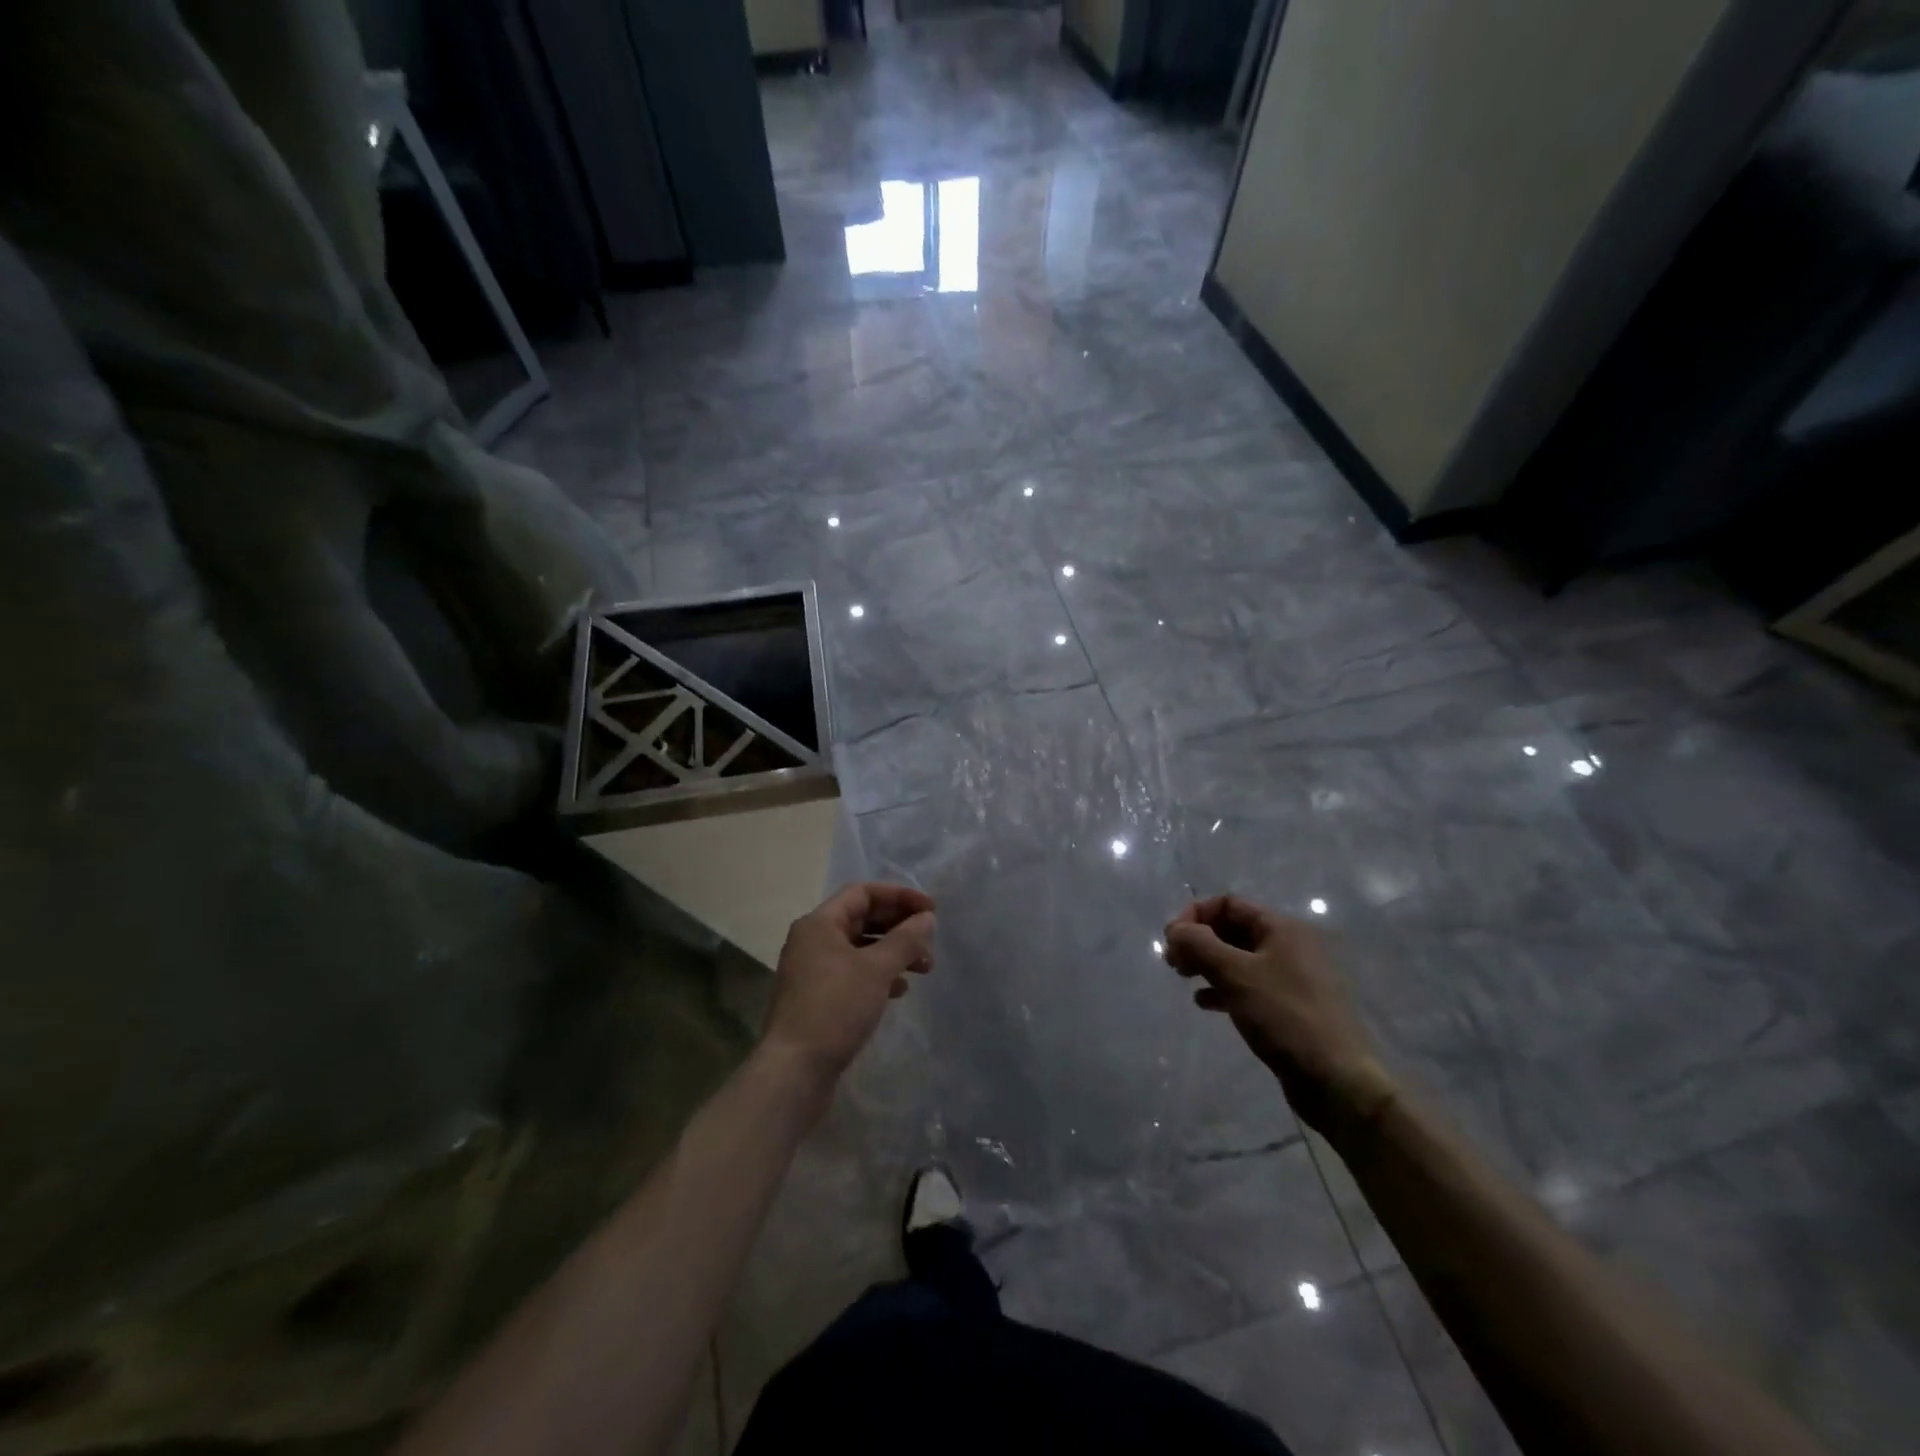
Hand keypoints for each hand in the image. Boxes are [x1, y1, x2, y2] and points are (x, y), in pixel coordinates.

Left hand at [763, 882, 936, 1084]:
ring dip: (893, 952)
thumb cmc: (835, 1008)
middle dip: (899, 926)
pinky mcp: (818, 998)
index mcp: (819, 923)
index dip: (900, 896)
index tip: (931, 910)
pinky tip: (899, 990)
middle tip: (930, 940)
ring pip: (860, 948)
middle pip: (862, 918)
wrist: (794, 1070)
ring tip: (924, 968)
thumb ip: (905, 939)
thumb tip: (926, 917)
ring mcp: (813, 970)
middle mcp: (812, 940)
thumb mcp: (876, 969)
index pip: (863, 893)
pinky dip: (878, 974)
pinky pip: (853, 972)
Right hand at [1164, 895, 1396, 1136]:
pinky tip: (1205, 1002)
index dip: (1195, 915)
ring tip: (1184, 979)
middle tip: (1173, 963)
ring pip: (1239, 958)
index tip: (1172, 940)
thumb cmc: (1284, 1016)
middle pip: (1233, 928)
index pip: (1229, 904)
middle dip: (1199, 940)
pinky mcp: (1291, 1006)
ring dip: (1208, 963)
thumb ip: (1199, 944)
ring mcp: (1293, 977)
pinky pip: (1250, 984)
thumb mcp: (1235, 974)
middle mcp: (1290, 945)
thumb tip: (1175, 929)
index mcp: (1282, 928)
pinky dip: (1224, 987)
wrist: (1336, 1080)